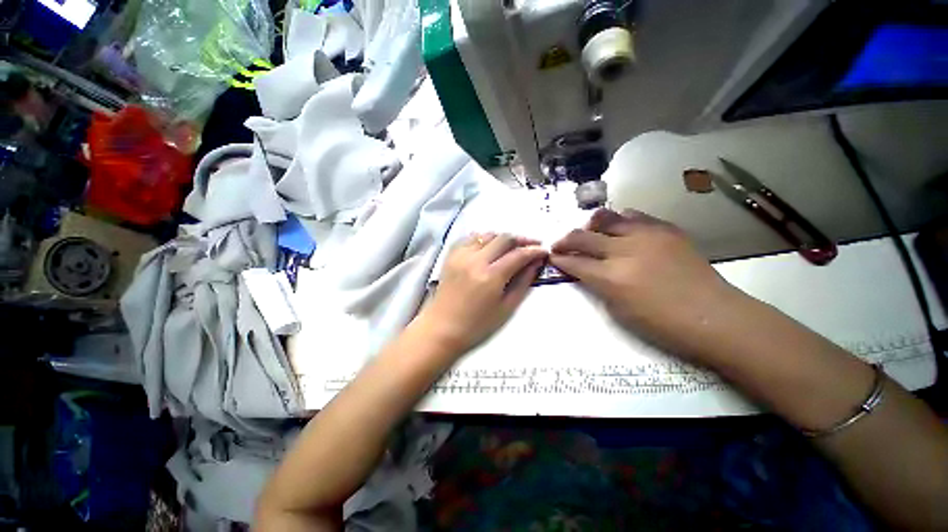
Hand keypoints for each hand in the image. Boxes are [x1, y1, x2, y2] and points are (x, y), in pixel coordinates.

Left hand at [417, 233, 546, 354]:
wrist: (442, 328)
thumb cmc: (477, 325)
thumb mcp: (506, 308)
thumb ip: (523, 283)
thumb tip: (535, 264)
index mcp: (491, 276)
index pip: (518, 255)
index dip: (534, 251)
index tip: (544, 251)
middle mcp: (475, 260)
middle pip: (504, 238)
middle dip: (522, 240)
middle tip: (532, 245)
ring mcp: (461, 255)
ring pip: (487, 234)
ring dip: (503, 238)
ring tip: (512, 246)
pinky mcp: (451, 256)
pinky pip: (470, 238)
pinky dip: (484, 239)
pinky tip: (490, 247)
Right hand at [550, 209, 740, 361]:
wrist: (714, 316)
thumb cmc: (662, 324)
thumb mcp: (618, 311)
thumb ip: (598, 286)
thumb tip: (587, 271)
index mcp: (611, 278)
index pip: (574, 262)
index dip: (559, 259)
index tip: (552, 257)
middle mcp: (624, 251)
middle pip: (582, 237)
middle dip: (565, 240)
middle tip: (559, 244)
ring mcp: (646, 236)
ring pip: (606, 218)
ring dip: (590, 225)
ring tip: (587, 231)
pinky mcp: (665, 229)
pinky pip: (634, 216)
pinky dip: (619, 220)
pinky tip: (618, 227)